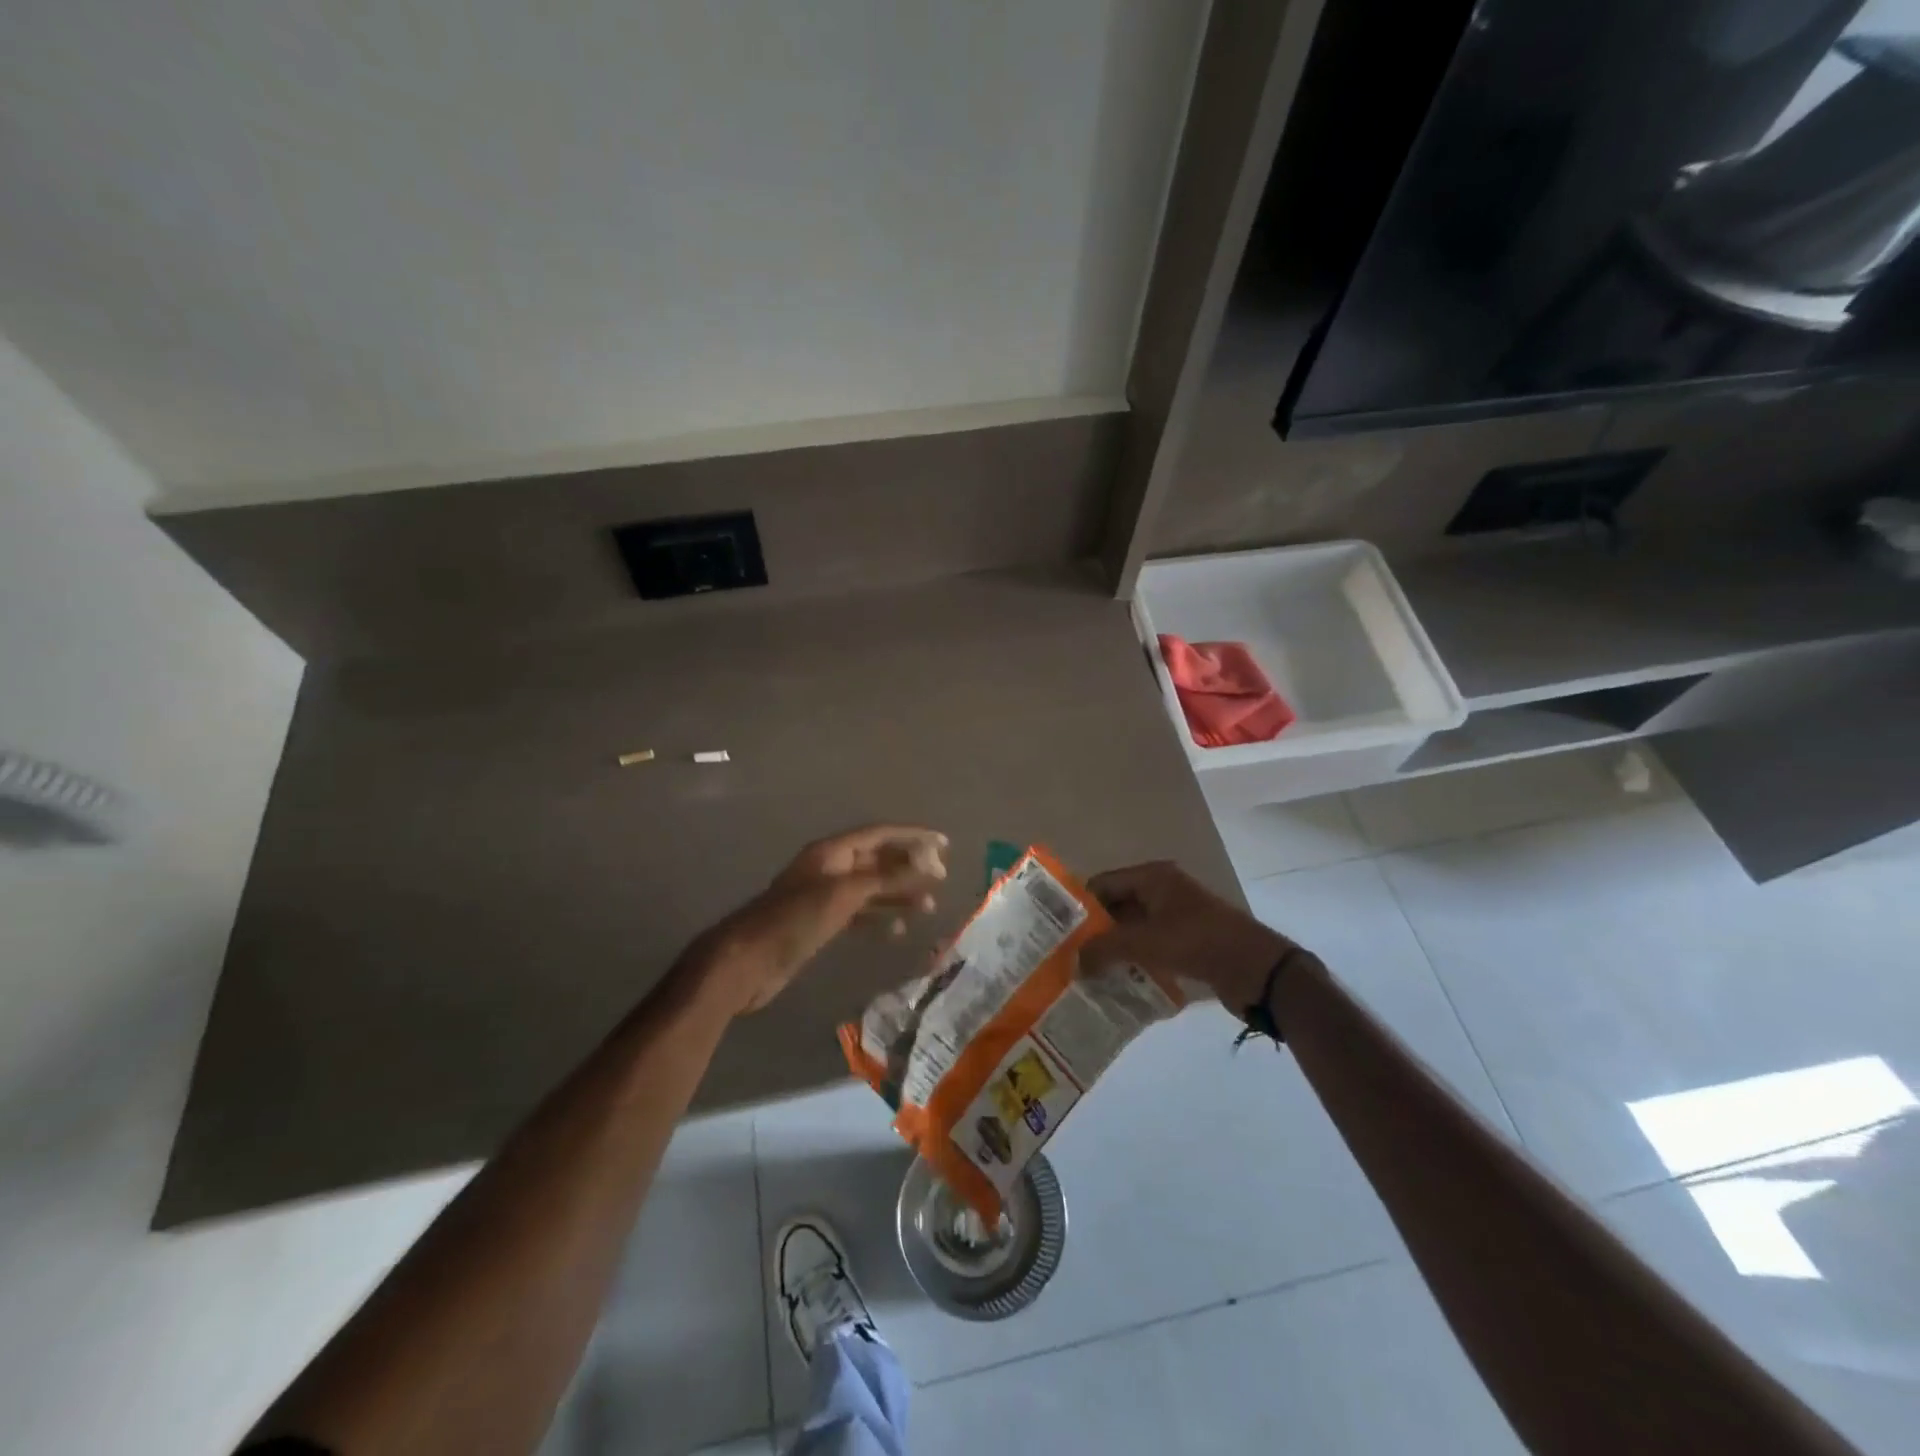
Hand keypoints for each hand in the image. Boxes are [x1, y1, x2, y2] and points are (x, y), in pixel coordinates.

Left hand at [692, 824, 948, 1014]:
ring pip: (871, 888)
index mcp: (832, 852)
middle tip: (942, 878)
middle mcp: (830, 868)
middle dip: (909, 867)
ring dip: (899, 894)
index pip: (880, 834)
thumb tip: (928, 863)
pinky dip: (879, 919)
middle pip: (877, 860)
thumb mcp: (845, 894)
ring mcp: (824, 896)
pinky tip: (898, 930)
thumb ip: (887, 878)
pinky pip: (859, 913)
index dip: (912, 837)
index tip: (944, 844)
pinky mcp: (821, 923)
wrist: (748, 962)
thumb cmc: (796, 920)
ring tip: (928, 906)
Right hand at [1081, 861, 1303, 1014]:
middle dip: (1094, 931)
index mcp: (1153, 878)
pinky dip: (1133, 962)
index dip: (1080, 905)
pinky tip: (1116, 983)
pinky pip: (1150, 948)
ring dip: (1113, 950)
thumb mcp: (1145, 942)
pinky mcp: (1187, 944)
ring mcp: (1176, 918)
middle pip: (1116, 907)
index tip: (1057, 932)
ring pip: (1132, 931)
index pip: (1103, 884)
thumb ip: (1104, 949)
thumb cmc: (1198, 942)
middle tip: (1067, 956)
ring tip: (1085, 973)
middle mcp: (1163, 891)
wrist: (1257, 970)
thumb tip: (1074, 963)